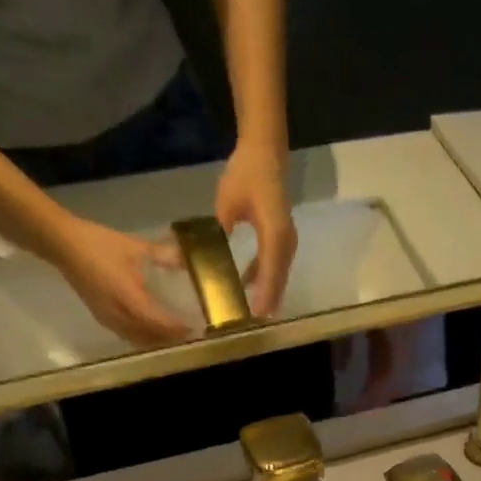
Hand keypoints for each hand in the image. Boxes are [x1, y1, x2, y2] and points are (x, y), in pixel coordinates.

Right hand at [50, 216, 189, 345]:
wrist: (61, 243)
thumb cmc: (97, 244)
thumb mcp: (134, 247)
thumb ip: (163, 255)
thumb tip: (187, 259)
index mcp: (128, 298)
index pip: (159, 323)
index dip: (178, 329)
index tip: (197, 328)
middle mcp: (119, 315)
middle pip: (151, 337)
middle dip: (172, 339)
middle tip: (191, 335)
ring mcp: (108, 319)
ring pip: (139, 340)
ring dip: (158, 341)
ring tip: (176, 337)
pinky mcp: (102, 318)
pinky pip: (128, 336)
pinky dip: (143, 338)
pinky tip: (153, 333)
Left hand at [214, 140, 296, 316]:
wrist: (266, 153)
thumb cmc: (247, 174)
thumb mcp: (227, 201)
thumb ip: (215, 231)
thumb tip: (193, 255)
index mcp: (275, 233)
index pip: (270, 270)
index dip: (263, 295)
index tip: (254, 316)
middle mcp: (286, 244)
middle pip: (278, 281)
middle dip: (265, 304)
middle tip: (248, 326)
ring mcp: (287, 245)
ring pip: (278, 278)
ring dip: (266, 297)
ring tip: (249, 317)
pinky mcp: (282, 244)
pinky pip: (274, 269)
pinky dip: (263, 283)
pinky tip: (246, 291)